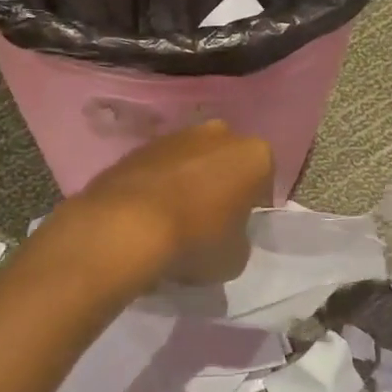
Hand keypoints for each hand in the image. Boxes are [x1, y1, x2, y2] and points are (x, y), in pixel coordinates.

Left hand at [74, 120, 273, 283]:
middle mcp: (218, 134)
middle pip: (227, 160)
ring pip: (191, 160)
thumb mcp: (236, 256)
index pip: (265, 180)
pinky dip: (158, 185)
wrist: (127, 228)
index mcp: (254, 155)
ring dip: (188, 181)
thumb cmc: (197, 240)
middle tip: (211, 219)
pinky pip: (159, 168)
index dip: (255, 205)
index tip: (242, 227)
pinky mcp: (138, 147)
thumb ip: (239, 238)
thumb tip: (226, 235)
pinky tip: (149, 215)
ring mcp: (175, 136)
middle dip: (222, 183)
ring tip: (176, 219)